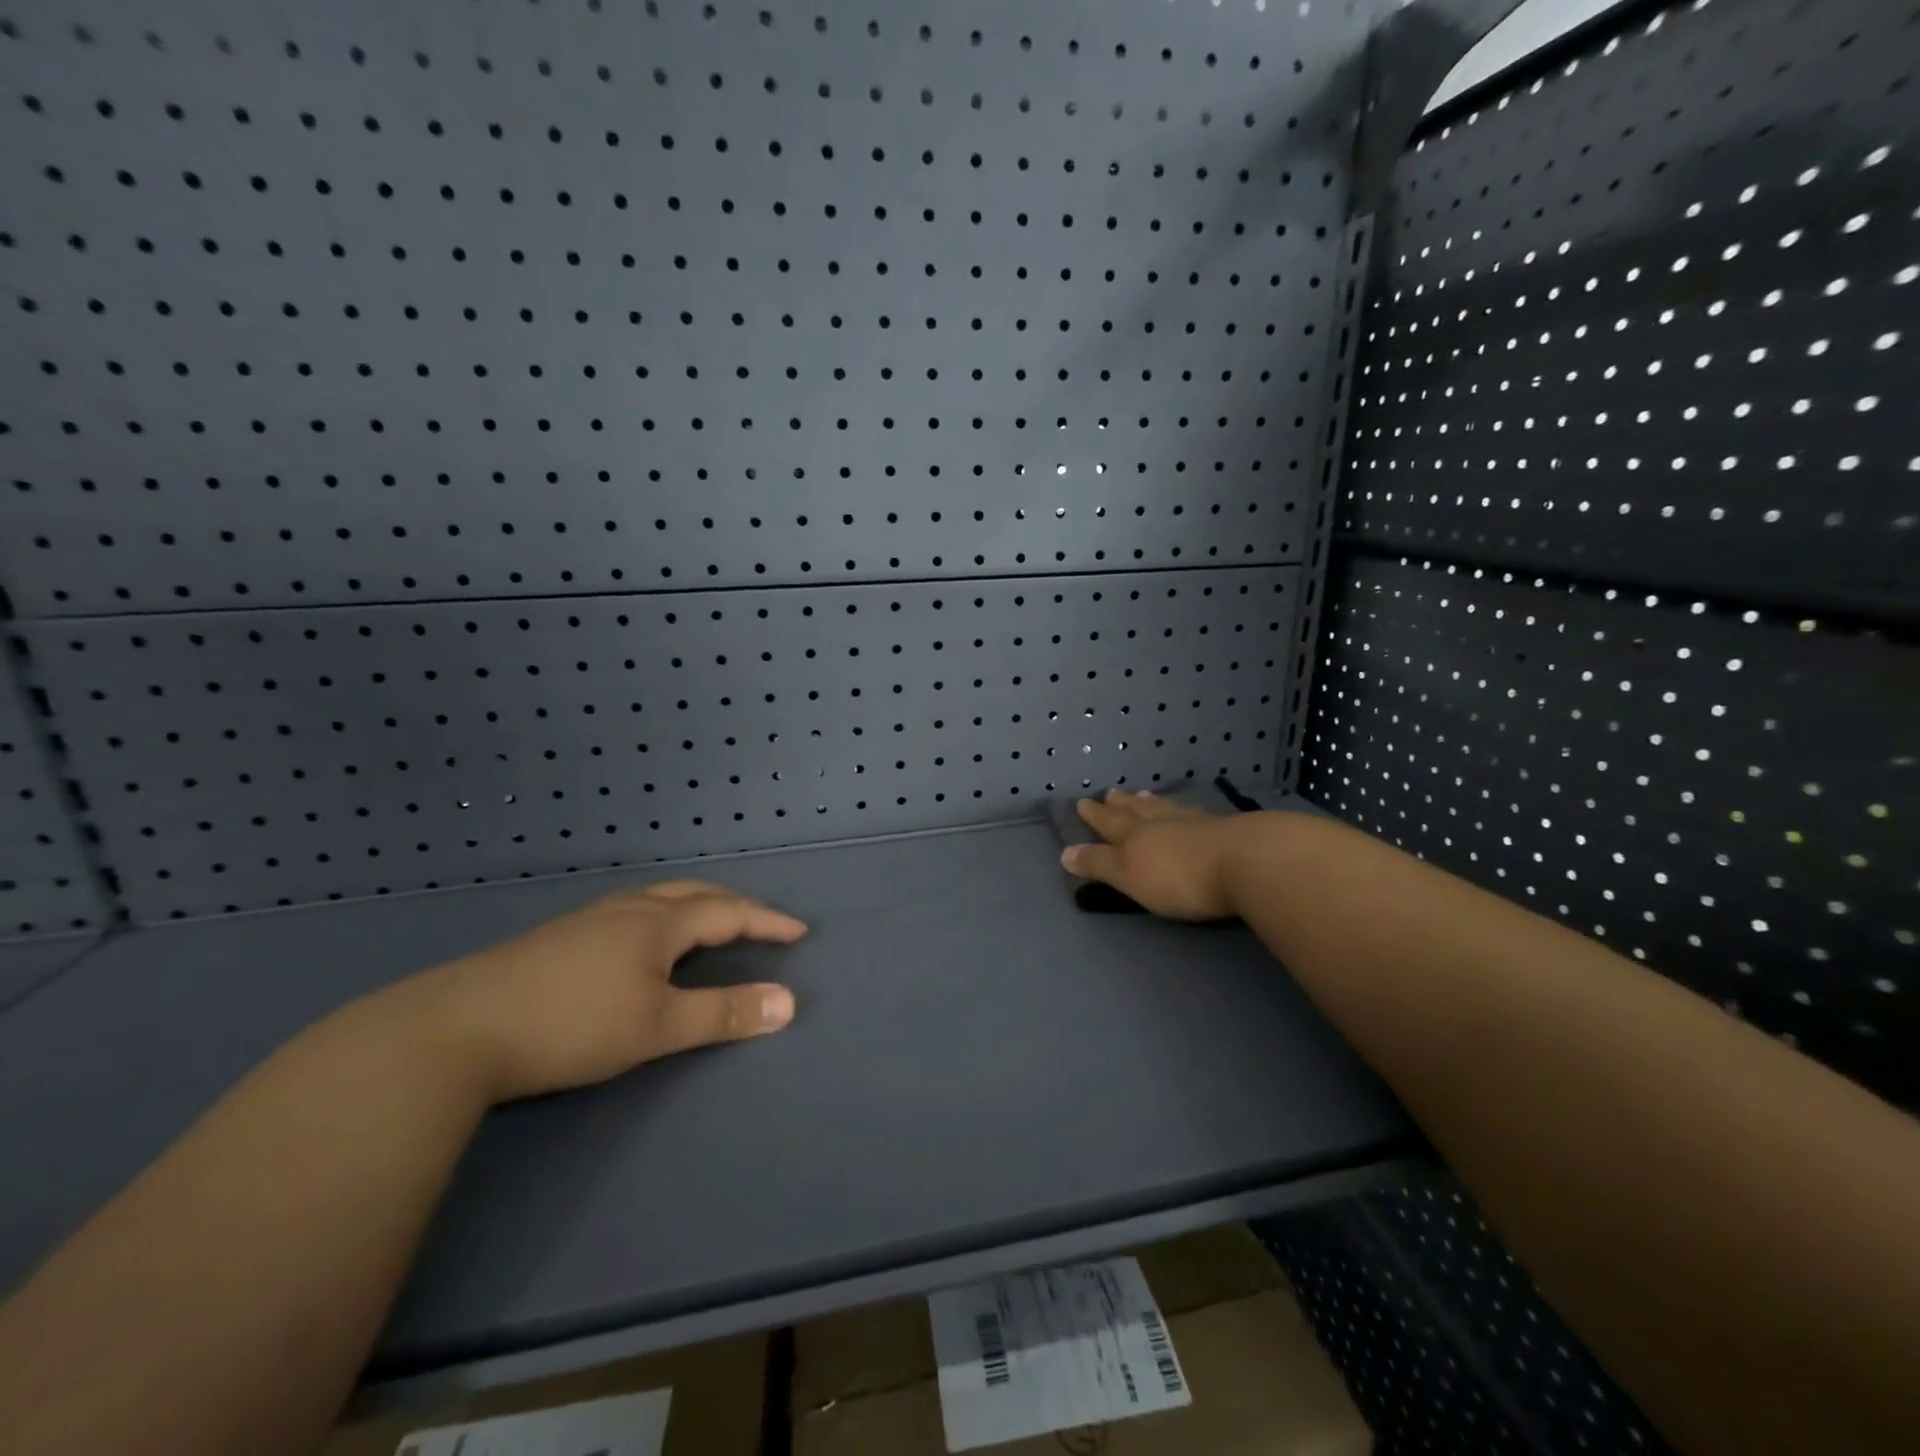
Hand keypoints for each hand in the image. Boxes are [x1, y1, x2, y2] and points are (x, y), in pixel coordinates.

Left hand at [404, 881, 806, 1102]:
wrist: (453, 1030)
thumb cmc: (570, 1025)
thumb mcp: (658, 1027)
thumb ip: (725, 1014)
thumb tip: (789, 1002)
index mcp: (656, 922)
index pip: (727, 912)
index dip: (766, 921)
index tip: (798, 932)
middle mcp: (625, 909)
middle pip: (692, 893)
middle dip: (732, 905)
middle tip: (758, 921)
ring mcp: (585, 920)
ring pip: (654, 900)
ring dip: (692, 907)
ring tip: (706, 927)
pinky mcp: (555, 939)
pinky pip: (627, 914)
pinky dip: (658, 919)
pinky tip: (639, 945)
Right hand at [1060, 789, 1242, 921]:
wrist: (1248, 863)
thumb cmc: (1180, 877)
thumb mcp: (1130, 876)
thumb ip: (1099, 864)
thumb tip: (1064, 852)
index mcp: (1136, 835)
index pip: (1109, 823)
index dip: (1095, 816)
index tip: (1083, 802)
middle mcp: (1163, 823)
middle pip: (1137, 810)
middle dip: (1121, 804)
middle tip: (1110, 793)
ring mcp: (1197, 823)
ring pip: (1167, 809)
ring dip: (1153, 803)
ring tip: (1145, 795)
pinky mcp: (1227, 831)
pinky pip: (1196, 814)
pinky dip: (1186, 811)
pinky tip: (1191, 811)